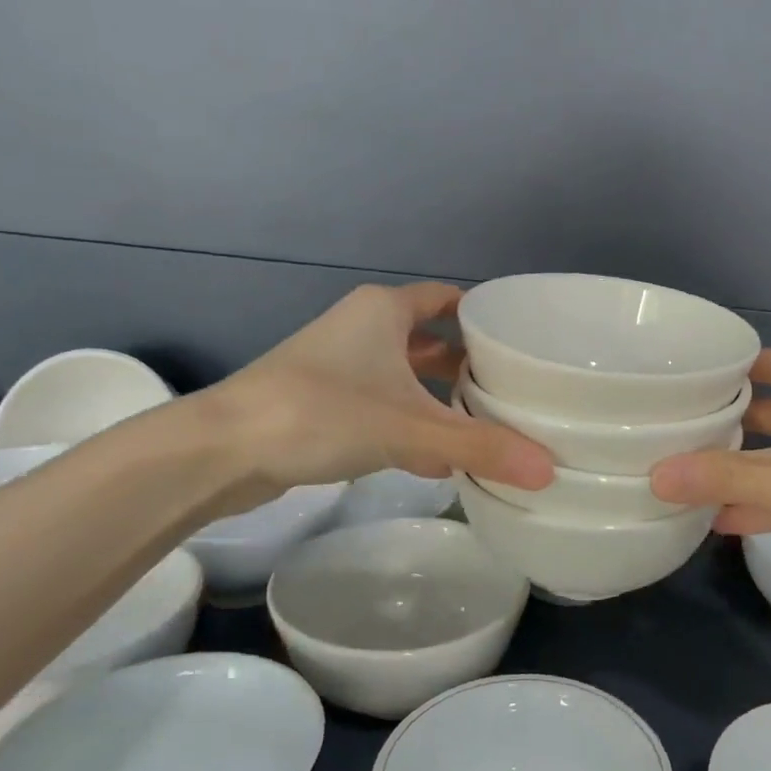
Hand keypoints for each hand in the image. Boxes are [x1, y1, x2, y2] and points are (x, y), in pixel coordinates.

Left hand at [190, 283, 554, 511]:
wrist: (221, 451)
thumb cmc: (321, 413)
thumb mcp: (410, 429)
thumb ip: (480, 447)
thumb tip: (550, 470)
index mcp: (383, 311)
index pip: (448, 300)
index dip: (484, 316)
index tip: (521, 342)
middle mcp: (362, 328)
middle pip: (429, 340)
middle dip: (467, 365)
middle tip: (513, 390)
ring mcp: (337, 365)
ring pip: (404, 375)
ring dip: (438, 398)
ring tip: (484, 424)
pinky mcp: (320, 402)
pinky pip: (381, 404)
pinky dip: (409, 422)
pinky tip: (437, 458)